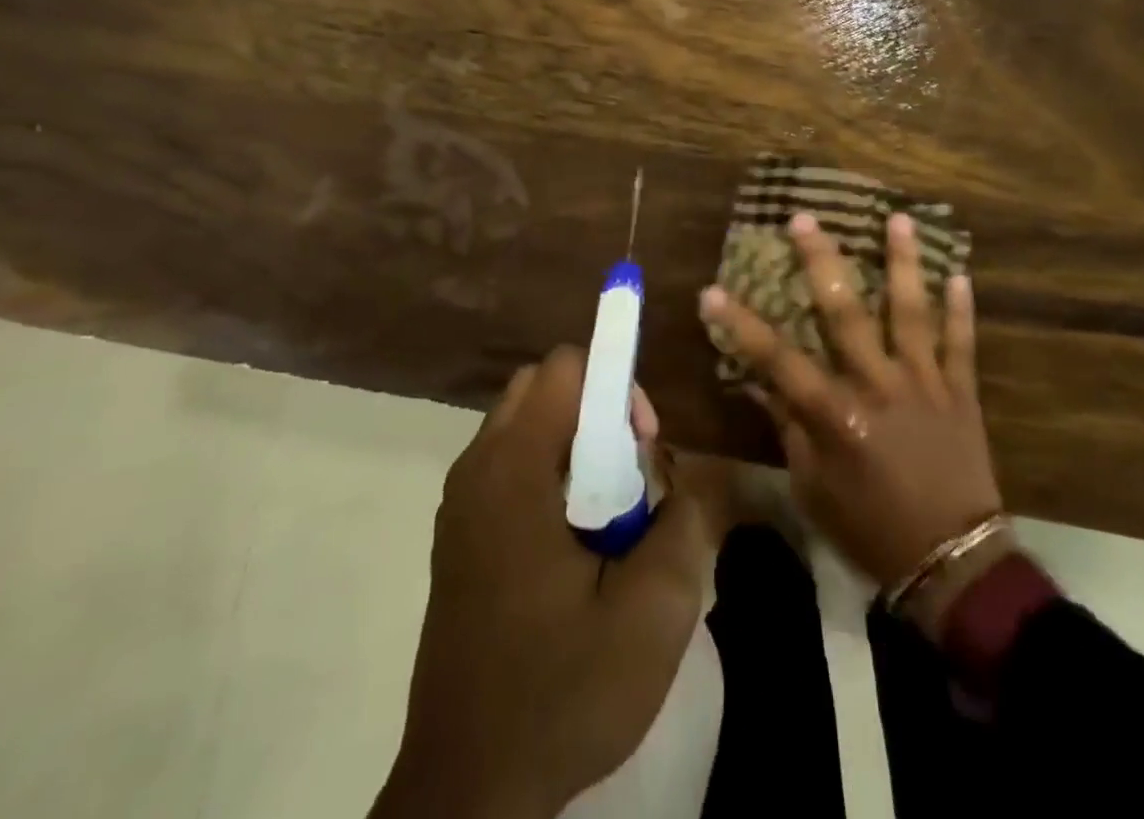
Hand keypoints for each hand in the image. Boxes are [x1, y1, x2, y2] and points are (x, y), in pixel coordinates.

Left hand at [374, 348, 714, 818]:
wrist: (468, 791)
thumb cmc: (560, 693)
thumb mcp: (653, 614)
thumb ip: (683, 523)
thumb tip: (679, 483)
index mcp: (513, 470)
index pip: (565, 367)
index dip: (616, 386)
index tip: (645, 444)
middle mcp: (477, 469)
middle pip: (542, 387)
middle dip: (598, 408)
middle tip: (633, 472)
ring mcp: (461, 503)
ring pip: (526, 424)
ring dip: (576, 441)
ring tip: (611, 510)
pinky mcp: (460, 535)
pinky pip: (511, 464)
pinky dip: (552, 471)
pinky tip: (577, 541)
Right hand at [700, 213, 1002, 613]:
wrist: (952, 562)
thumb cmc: (870, 528)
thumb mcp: (813, 487)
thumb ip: (789, 428)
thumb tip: (763, 383)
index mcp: (835, 415)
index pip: (776, 359)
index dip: (740, 325)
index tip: (711, 291)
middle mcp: (877, 386)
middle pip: (844, 313)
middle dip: (821, 262)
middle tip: (804, 219)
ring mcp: (923, 383)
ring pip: (911, 312)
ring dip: (903, 264)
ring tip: (900, 219)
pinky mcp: (960, 392)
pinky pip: (961, 344)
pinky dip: (962, 310)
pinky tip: (960, 274)